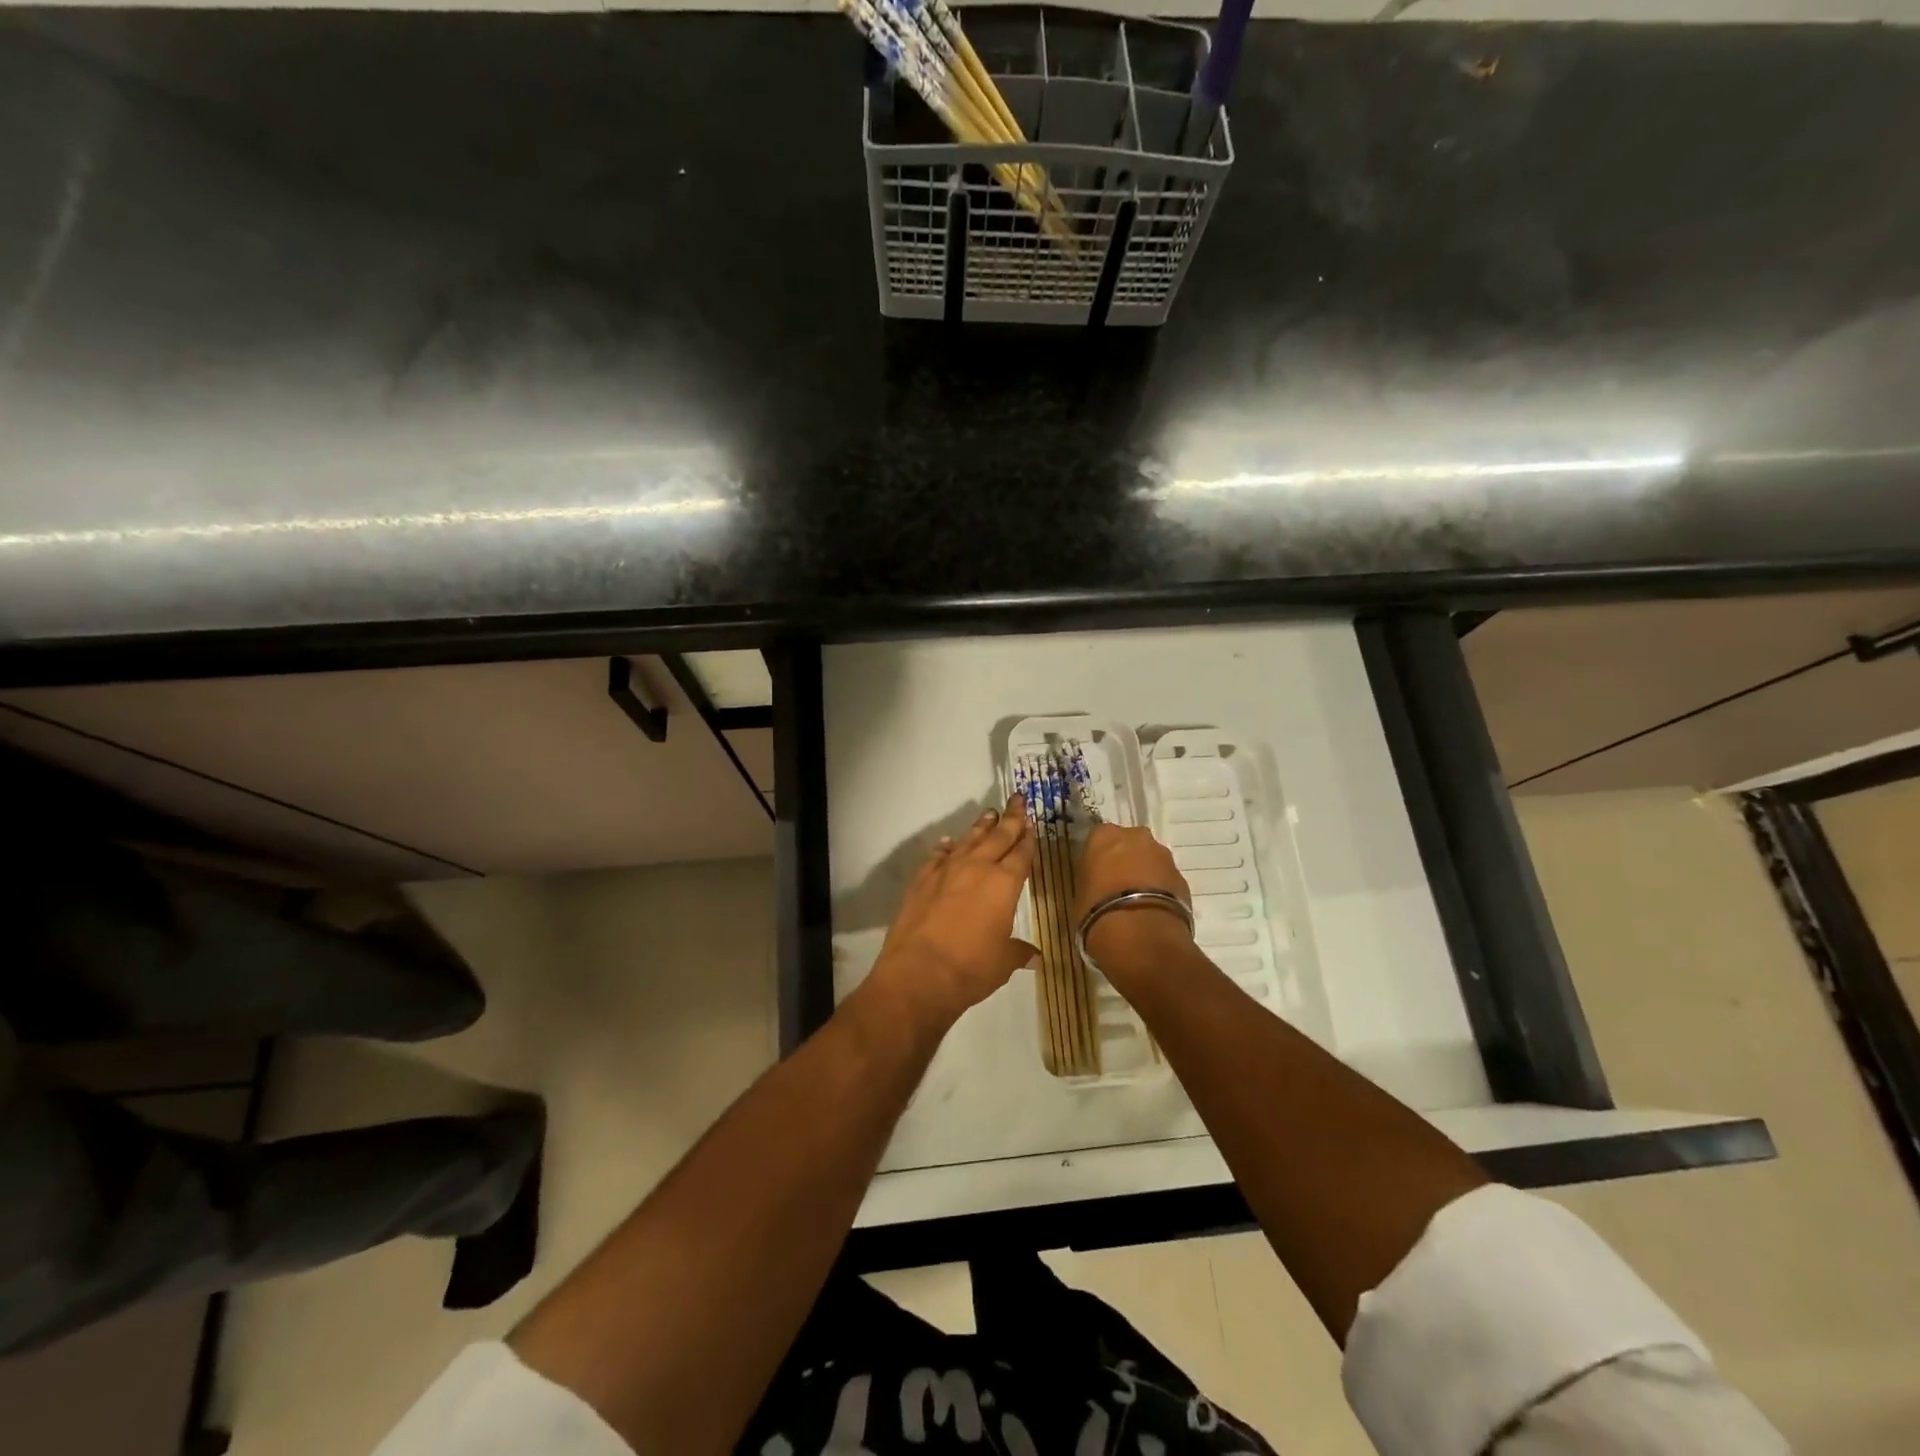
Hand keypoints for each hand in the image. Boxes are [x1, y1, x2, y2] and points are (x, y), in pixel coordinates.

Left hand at [864, 796, 1038, 1033]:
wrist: (918, 972)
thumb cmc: (971, 968)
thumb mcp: (1003, 962)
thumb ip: (1019, 952)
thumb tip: (1035, 957)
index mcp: (1004, 884)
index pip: (1021, 854)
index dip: (1028, 838)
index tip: (1032, 823)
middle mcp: (977, 868)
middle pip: (998, 837)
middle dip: (1010, 818)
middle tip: (1017, 799)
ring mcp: (946, 871)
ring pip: (968, 840)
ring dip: (980, 827)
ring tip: (989, 813)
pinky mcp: (921, 879)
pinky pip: (938, 856)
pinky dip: (946, 848)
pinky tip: (949, 843)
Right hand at [1073, 823, 1193, 974]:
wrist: (1141, 935)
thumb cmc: (1098, 912)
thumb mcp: (1081, 894)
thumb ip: (1093, 881)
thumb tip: (1100, 886)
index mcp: (1104, 836)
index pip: (1099, 838)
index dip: (1098, 857)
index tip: (1096, 874)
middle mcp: (1136, 837)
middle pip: (1130, 844)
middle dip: (1126, 860)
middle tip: (1117, 886)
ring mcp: (1163, 856)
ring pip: (1151, 861)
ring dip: (1146, 875)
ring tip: (1137, 902)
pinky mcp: (1183, 878)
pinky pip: (1166, 881)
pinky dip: (1161, 891)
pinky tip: (1153, 911)